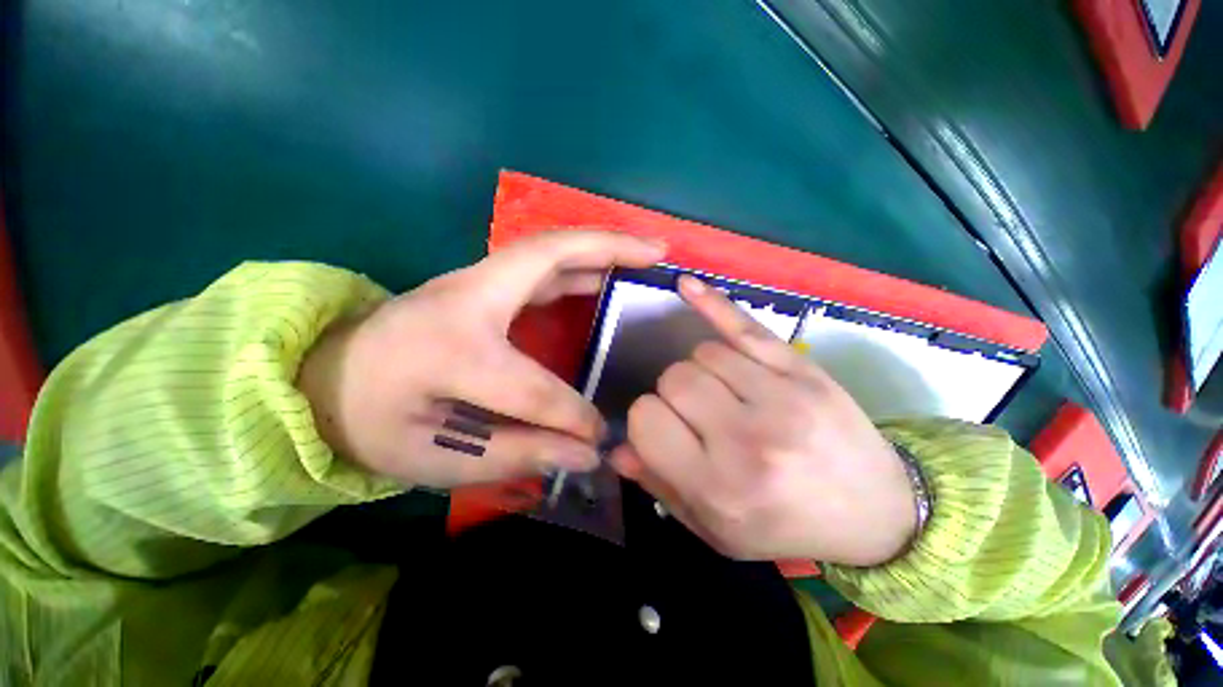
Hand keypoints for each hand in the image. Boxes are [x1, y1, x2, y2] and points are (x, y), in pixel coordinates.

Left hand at [299, 230, 665, 488]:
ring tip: (644, 253)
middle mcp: (464, 299)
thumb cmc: (376, 423)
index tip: (598, 438)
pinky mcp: (479, 284)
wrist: (327, 380)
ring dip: (599, 246)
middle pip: (546, 257)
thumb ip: (517, 454)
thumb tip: (586, 454)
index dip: (572, 415)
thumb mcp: (438, 459)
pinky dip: (579, 263)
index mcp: (447, 350)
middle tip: (658, 252)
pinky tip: (604, 274)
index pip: (533, 386)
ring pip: (546, 250)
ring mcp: (471, 282)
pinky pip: (540, 264)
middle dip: (608, 249)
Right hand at [611, 276, 916, 566]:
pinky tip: (686, 285)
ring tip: (720, 392)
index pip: (646, 419)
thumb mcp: (717, 529)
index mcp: (718, 486)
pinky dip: (712, 303)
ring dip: (699, 370)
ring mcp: (780, 397)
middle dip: (672, 394)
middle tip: (695, 414)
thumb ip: (661, 487)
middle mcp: (746, 439)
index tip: (662, 430)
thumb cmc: (786, 526)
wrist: (876, 512)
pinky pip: (745, 325)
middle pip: (673, 380)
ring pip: (702, 354)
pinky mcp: (803, 369)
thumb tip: (617, 448)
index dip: (645, 420)